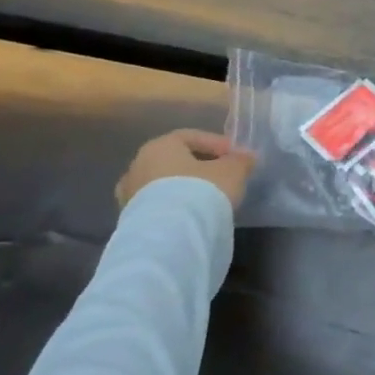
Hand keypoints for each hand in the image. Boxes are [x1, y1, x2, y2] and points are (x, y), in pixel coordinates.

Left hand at [115, 129, 256, 212]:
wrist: (169, 237)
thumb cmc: (201, 190)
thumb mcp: (233, 170)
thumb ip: (241, 160)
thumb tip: (246, 158)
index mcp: (159, 146)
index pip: (192, 137)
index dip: (218, 144)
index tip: (236, 157)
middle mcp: (137, 166)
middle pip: (175, 160)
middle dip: (201, 167)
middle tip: (224, 177)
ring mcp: (129, 195)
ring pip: (165, 185)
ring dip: (186, 188)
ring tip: (209, 199)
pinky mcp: (129, 221)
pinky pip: (159, 206)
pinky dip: (176, 207)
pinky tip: (194, 215)